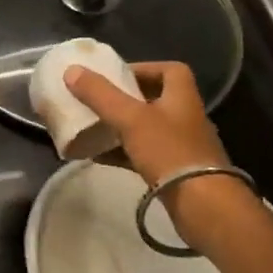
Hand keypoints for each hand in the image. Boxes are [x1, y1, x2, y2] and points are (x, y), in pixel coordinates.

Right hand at [64, 61, 228, 187]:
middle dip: (125, 99)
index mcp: (182, 96)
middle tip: (98, 101)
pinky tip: (97, 156)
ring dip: (121, 127)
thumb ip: (100, 94)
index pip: (170, 70)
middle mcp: (185, 116)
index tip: (117, 75)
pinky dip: (121, 152)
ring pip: (147, 128)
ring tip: (92, 127)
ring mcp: (181, 145)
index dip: (144, 68)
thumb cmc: (169, 151)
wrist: (201, 204)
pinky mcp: (173, 170)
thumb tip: (71, 70)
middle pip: (154, 99)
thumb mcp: (130, 118)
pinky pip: (143, 154)